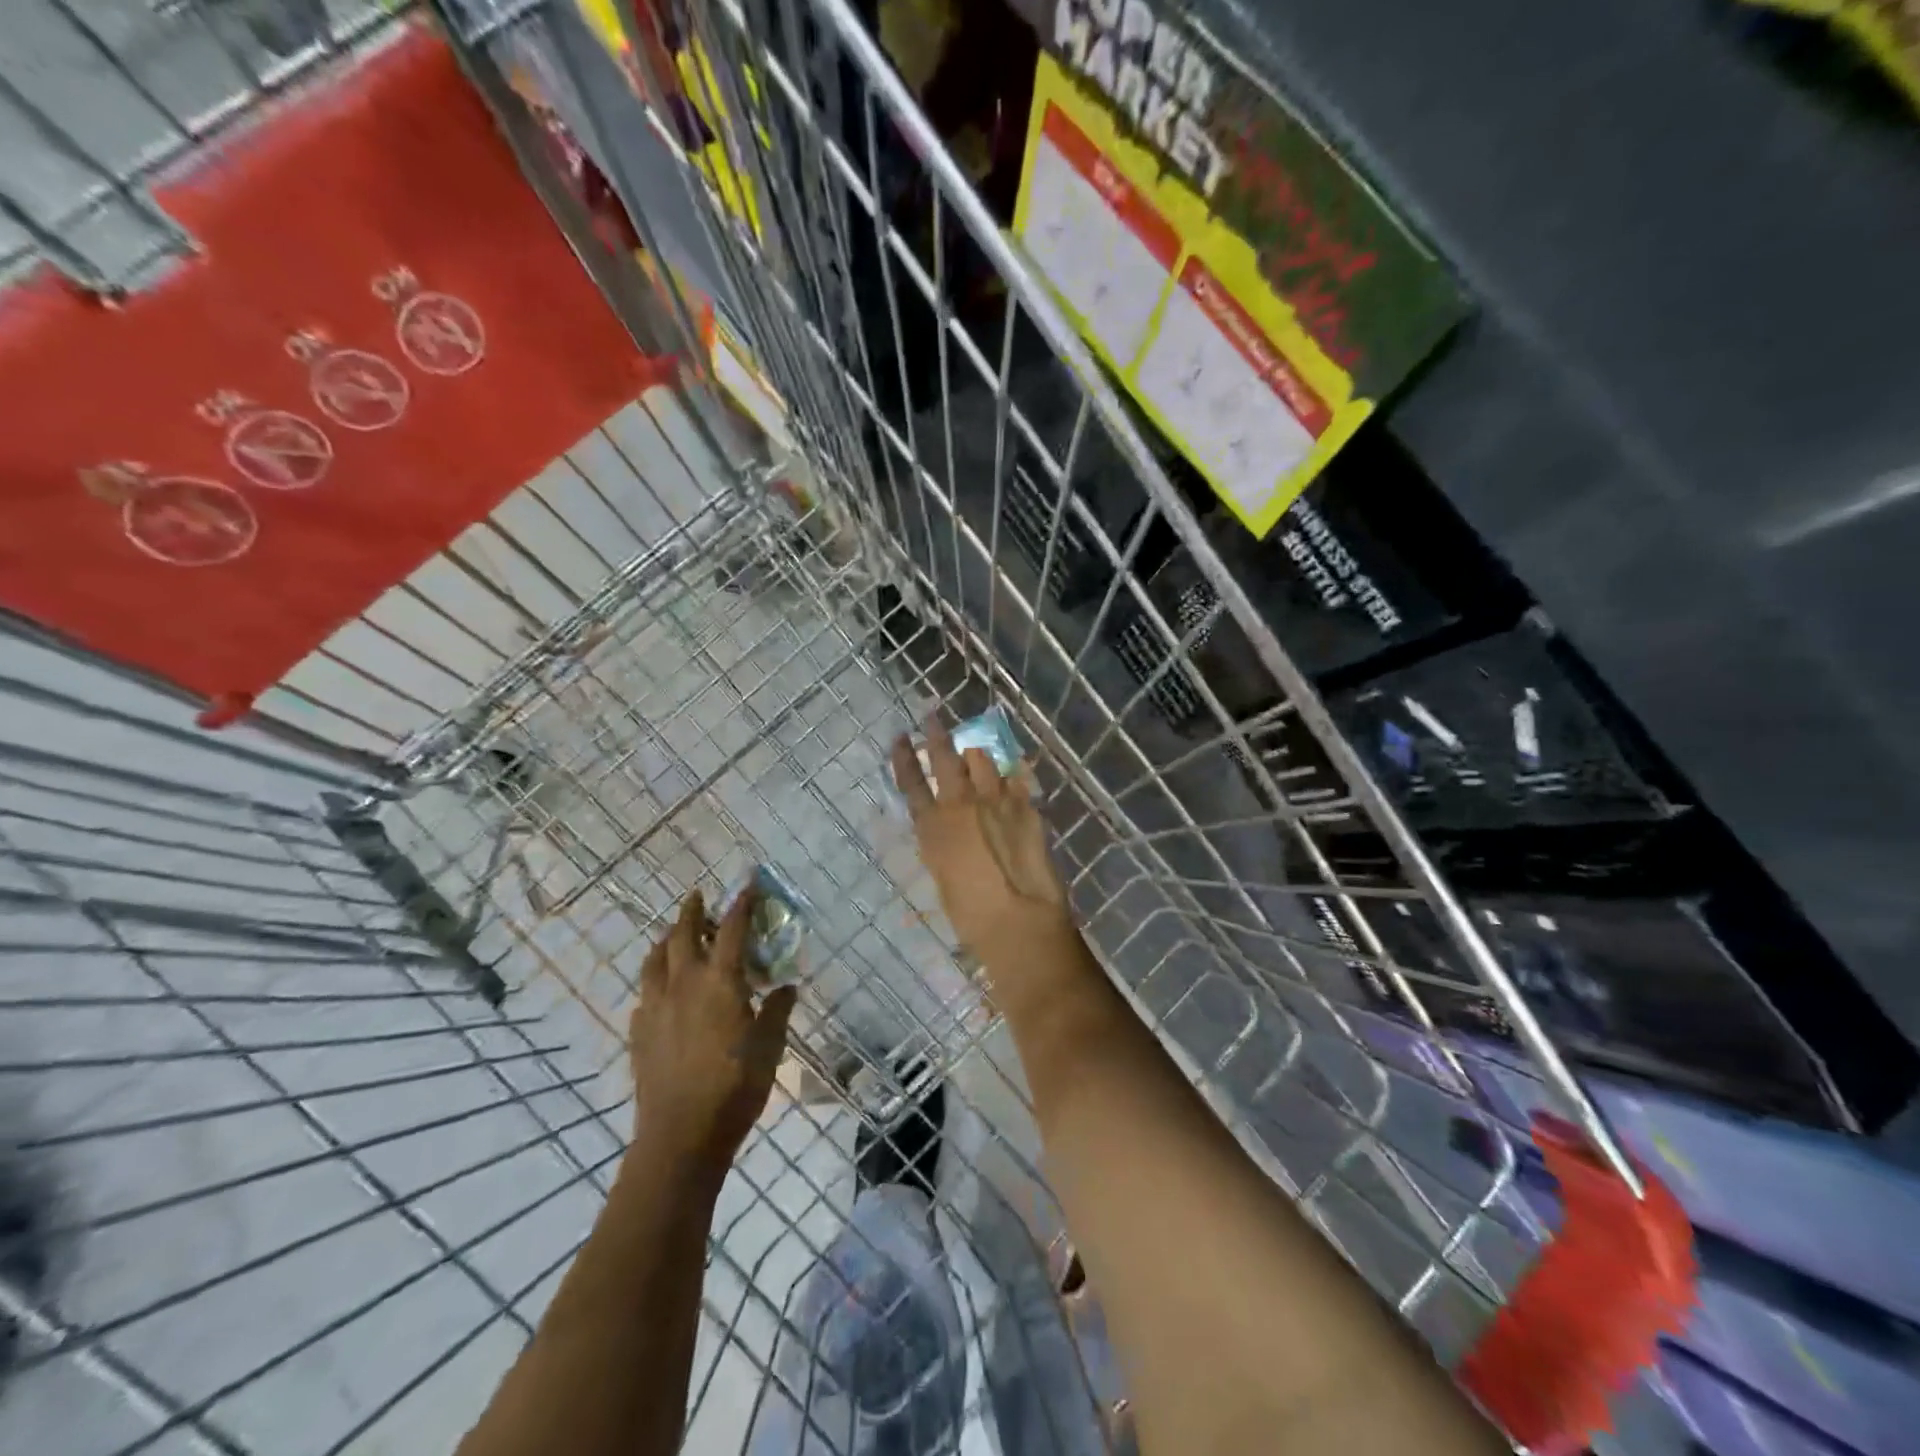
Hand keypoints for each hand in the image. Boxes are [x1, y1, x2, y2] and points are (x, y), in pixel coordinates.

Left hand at [629, 888, 797, 1177]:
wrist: (681, 1136)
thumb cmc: (735, 1087)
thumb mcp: (770, 1047)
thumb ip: (777, 1011)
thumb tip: (786, 987)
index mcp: (720, 982)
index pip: (732, 930)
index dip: (741, 904)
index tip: (747, 884)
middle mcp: (684, 984)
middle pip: (682, 935)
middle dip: (691, 911)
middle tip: (697, 897)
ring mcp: (655, 1008)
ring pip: (654, 961)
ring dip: (665, 940)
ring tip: (672, 935)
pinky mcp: (638, 1033)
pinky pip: (644, 995)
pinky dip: (654, 981)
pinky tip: (660, 992)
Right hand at [891, 715, 1073, 966]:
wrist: (1018, 918)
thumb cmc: (970, 915)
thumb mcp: (942, 878)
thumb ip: (943, 846)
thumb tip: (948, 833)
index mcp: (932, 827)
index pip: (911, 782)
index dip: (903, 757)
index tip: (899, 737)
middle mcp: (960, 804)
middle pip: (945, 758)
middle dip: (936, 734)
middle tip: (932, 716)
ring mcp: (995, 800)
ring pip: (982, 760)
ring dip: (975, 753)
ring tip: (974, 748)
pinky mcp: (1025, 805)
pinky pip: (1015, 778)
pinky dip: (1010, 774)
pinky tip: (1011, 770)